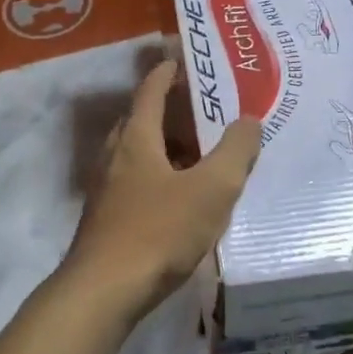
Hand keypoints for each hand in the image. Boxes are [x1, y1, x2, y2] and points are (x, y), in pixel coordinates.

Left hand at [62, 60, 262, 326]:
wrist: (103, 293)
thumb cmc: (158, 231)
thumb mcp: (211, 189)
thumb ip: (235, 152)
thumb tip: (249, 121)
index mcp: (137, 139)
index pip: (151, 91)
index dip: (167, 72)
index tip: (183, 60)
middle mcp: (116, 157)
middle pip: (141, 120)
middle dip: (171, 111)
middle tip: (203, 111)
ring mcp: (107, 190)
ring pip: (139, 155)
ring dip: (167, 147)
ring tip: (200, 155)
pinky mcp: (107, 220)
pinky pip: (137, 183)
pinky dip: (161, 177)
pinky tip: (182, 199)